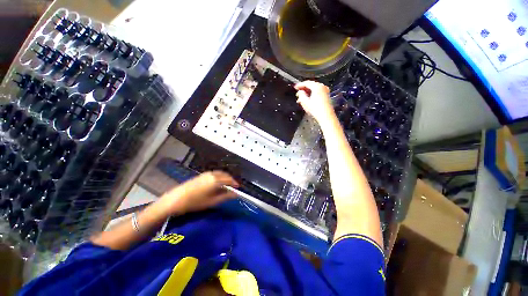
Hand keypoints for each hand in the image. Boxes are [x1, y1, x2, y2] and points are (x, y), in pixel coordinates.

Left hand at [159, 171, 238, 214]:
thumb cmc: (195, 202)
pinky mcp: (201, 175)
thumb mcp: (212, 201)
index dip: (235, 183)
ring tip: (227, 185)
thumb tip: (235, 194)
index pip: (229, 180)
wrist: (176, 199)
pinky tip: (218, 182)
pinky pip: (214, 173)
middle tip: (233, 186)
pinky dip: (219, 176)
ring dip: (225, 177)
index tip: (238, 188)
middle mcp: (212, 174)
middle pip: (225, 175)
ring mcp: (206, 174)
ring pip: (220, 173)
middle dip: (231, 180)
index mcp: (216, 180)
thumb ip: (225, 196)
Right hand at [295, 81, 335, 125]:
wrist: (326, 116)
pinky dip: (312, 94)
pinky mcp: (326, 96)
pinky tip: (308, 100)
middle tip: (298, 92)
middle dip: (303, 89)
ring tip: (301, 98)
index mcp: (317, 86)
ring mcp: (326, 91)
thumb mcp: (305, 102)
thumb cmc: (316, 110)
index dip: (300, 85)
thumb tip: (300, 92)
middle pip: (311, 85)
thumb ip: (301, 95)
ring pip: (314, 89)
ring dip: (307, 92)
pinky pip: (317, 92)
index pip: (307, 83)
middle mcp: (322, 87)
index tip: (295, 87)